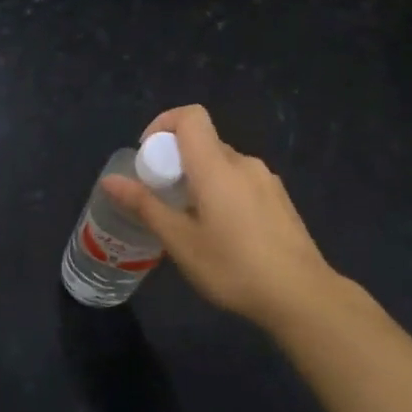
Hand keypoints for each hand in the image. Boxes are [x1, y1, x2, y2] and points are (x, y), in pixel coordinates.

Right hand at [102, 105, 339, 333]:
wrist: (301, 295)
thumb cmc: (233, 267)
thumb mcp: (181, 241)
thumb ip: (145, 205)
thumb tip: (109, 180)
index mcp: (217, 166)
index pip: (190, 116)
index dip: (163, 124)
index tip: (148, 158)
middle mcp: (244, 163)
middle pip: (203, 142)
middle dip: (176, 162)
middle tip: (162, 200)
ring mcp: (266, 180)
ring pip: (223, 164)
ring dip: (199, 180)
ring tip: (190, 222)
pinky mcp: (279, 199)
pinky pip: (241, 181)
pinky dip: (222, 192)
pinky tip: (222, 234)